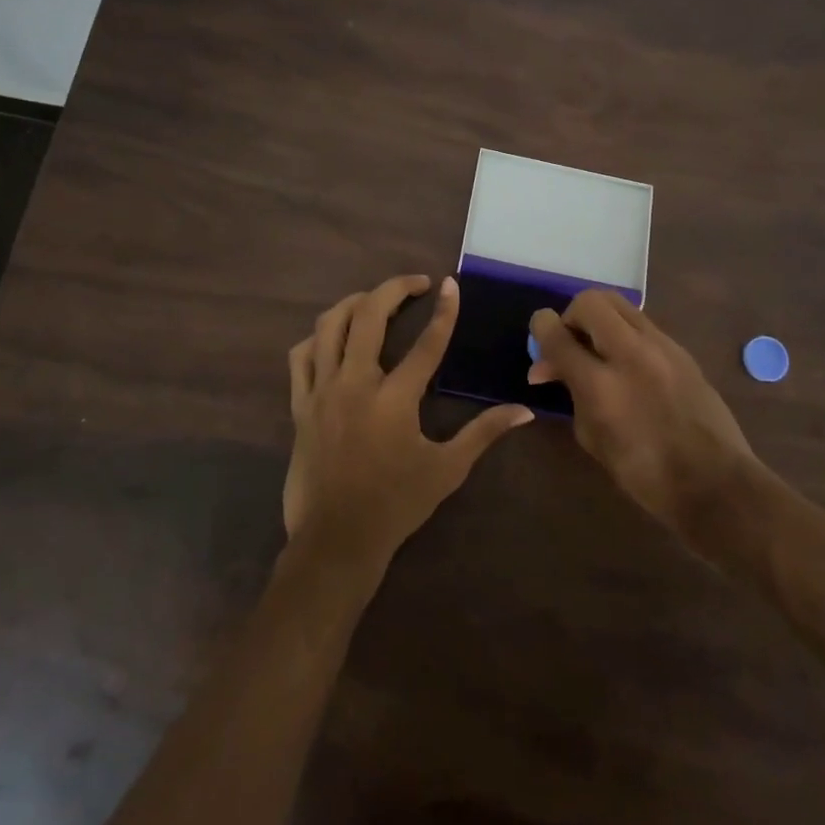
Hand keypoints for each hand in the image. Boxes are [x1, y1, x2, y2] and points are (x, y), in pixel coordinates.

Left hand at [285, 275, 533, 572]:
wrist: (336, 540)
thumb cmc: (396, 505)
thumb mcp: (447, 469)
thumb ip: (484, 433)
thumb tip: (523, 410)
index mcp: (394, 399)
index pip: (426, 343)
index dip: (443, 311)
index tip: (450, 283)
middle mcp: (355, 384)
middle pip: (369, 316)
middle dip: (393, 289)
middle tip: (414, 284)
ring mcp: (322, 391)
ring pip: (330, 326)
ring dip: (354, 304)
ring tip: (375, 301)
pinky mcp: (301, 405)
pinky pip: (301, 356)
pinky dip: (318, 337)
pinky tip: (334, 338)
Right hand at [529, 290, 761, 541]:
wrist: (716, 484)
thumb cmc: (645, 474)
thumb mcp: (593, 438)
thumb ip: (571, 393)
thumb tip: (551, 368)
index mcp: (600, 385)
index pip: (557, 334)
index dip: (540, 328)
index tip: (539, 335)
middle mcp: (630, 354)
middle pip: (589, 301)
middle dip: (572, 316)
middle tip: (572, 343)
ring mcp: (661, 347)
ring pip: (619, 304)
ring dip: (599, 319)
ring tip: (598, 349)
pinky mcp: (681, 350)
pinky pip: (642, 323)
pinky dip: (624, 333)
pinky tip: (627, 363)